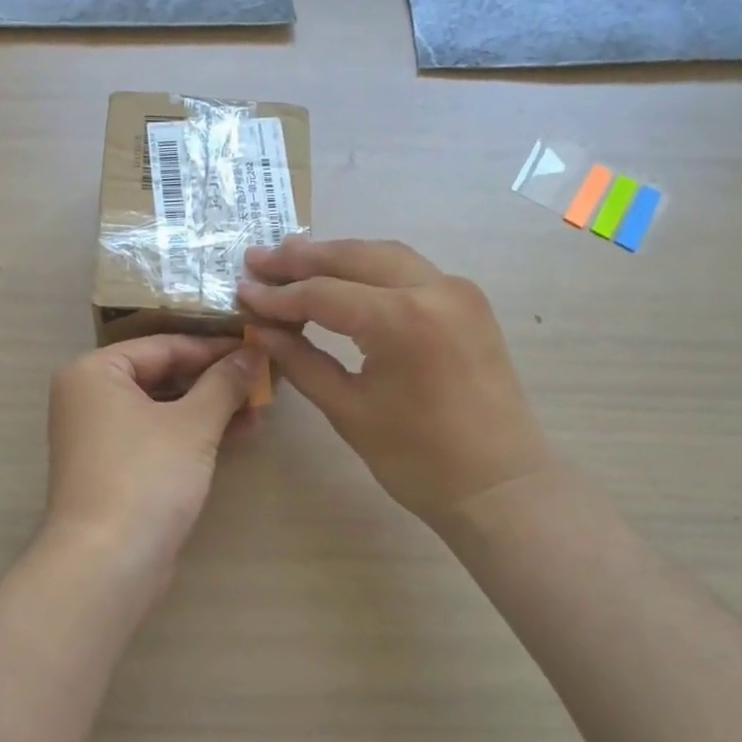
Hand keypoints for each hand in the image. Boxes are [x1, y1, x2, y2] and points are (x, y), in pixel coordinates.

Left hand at [44, 335, 261, 573]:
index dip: (215, 347)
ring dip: (211, 407)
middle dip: (215, 380)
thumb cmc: (146, 477)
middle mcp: (90, 397)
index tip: (258, 347)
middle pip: (163, 375)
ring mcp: (100, 435)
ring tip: (260, 409)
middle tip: (263, 380)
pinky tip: (238, 433)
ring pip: (164, 407)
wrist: (108, 564)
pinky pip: (159, 435)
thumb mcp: (193, 423)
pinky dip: (194, 432)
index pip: (164, 345)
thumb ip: (225, 382)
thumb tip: (254, 352)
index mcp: (95, 372)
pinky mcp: (115, 468)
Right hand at [238, 237, 548, 531]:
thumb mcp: (348, 410)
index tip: (242, 291)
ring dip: (338, 256)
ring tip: (292, 258)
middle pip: (354, 257)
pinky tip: (344, 276)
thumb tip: (261, 330)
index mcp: (401, 319)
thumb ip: (300, 361)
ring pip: (385, 255)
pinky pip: (410, 270)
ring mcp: (458, 291)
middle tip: (258, 259)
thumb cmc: (418, 460)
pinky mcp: (469, 302)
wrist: (500, 486)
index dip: (278, 295)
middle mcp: (434, 288)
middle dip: (302, 258)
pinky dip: (371, 268)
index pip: (323, 294)